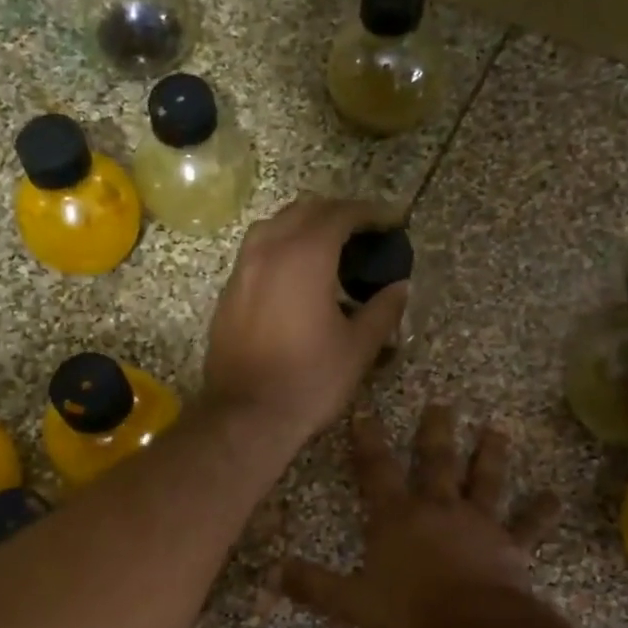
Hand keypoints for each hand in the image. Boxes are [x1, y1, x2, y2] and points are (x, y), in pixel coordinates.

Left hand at [203, 197, 409, 442]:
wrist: (246, 417)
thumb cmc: (309, 382)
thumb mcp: (359, 348)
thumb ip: (383, 309)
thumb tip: (400, 287)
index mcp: (305, 256)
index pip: (341, 214)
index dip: (371, 213)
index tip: (392, 222)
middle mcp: (267, 252)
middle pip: (304, 211)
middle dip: (337, 214)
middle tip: (363, 234)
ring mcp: (241, 272)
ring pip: (273, 228)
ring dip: (303, 227)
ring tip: (328, 251)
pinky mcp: (228, 295)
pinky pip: (256, 255)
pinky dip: (280, 251)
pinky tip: (295, 280)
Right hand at [282, 405, 561, 627]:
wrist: (473, 625)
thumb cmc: (409, 610)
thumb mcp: (351, 601)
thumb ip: (313, 585)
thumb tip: (272, 573)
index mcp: (397, 518)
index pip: (376, 471)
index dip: (368, 442)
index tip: (365, 413)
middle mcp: (438, 509)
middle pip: (437, 462)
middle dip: (436, 432)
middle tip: (443, 404)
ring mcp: (478, 524)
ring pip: (485, 481)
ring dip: (490, 455)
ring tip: (496, 430)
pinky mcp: (510, 545)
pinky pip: (527, 526)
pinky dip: (541, 512)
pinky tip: (554, 498)